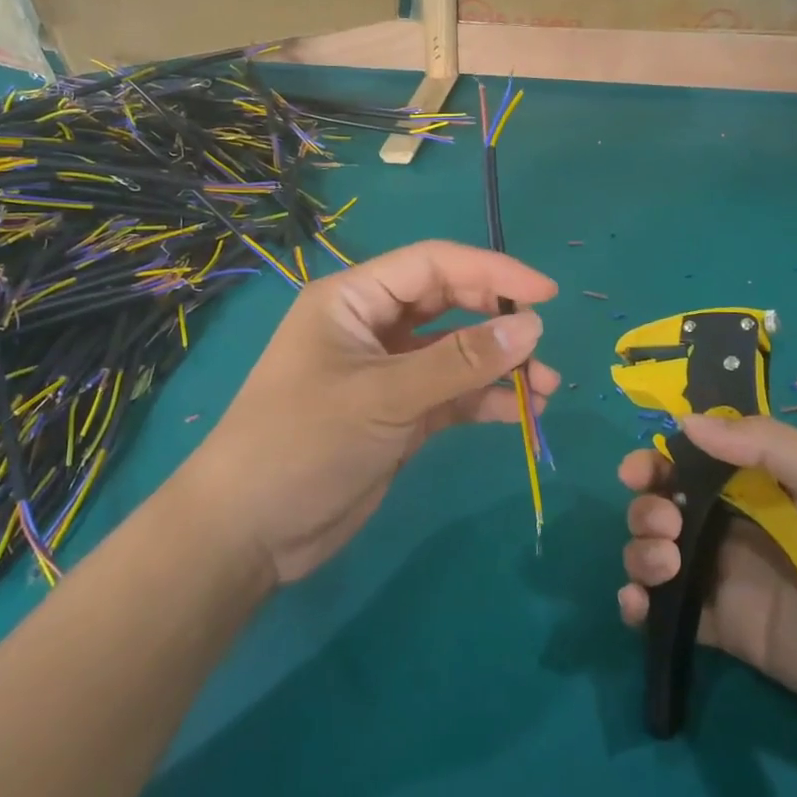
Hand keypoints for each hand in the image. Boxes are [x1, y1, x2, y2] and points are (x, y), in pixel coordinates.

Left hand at [183, 240, 557, 583]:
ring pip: (455, 352)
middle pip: (448, 304)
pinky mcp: (397, 414)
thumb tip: (533, 328)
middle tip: (544, 345)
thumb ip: (460, 362)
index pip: (432, 265)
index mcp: (353, 299)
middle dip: (498, 322)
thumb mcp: (384, 397)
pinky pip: (451, 394)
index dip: (491, 272)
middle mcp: (371, 326)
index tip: (546, 294)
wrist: (250, 532)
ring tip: (546, 390)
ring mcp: (386, 372)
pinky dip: (484, 400)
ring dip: (499, 366)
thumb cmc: (304, 443)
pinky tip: (520, 413)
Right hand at [617, 414, 796, 743]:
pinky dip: (638, 605)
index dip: (657, 461)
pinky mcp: (727, 630)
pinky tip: (637, 605)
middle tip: (664, 522)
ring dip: (638, 550)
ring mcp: (727, 578)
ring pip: (655, 553)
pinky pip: (668, 613)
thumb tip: (684, 421)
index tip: (638, 470)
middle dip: (645, 506)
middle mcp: (733, 525)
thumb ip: (765, 445)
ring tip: (664, 562)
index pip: (689, 462)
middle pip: (663, 505)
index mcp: (758, 484)